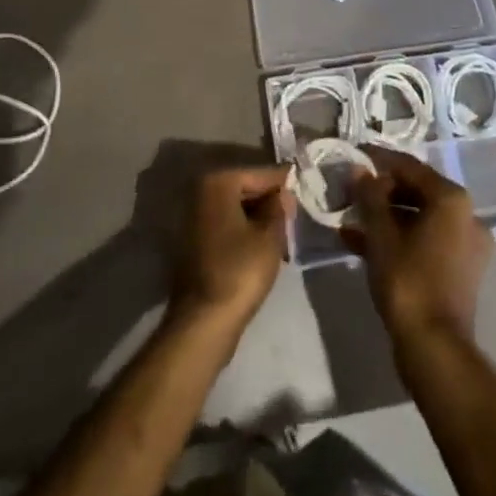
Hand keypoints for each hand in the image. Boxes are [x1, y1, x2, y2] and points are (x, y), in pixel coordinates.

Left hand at [171, 164, 293, 329]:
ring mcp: (194, 218)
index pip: (259, 174)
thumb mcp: (269, 237)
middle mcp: (201, 193)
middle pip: (245, 188)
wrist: (203, 321)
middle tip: (294, 211)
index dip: (282, 180)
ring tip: (282, 230)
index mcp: (218, 183)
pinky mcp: (194, 242)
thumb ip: (279, 208)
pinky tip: (262, 245)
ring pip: (235, 208)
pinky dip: (244, 230)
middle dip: (269, 200)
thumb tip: (283, 193)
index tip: (301, 182)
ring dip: (258, 217)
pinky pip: (226, 225)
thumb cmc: (239, 271)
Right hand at [344, 145, 491, 344]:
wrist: (434, 349)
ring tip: (349, 218)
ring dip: (384, 217)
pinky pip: (423, 241)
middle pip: (416, 191)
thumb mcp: (381, 233)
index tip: (354, 155)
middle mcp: (466, 215)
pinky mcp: (458, 270)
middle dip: (380, 192)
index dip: (378, 160)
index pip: (410, 167)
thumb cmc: (408, 280)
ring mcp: (465, 245)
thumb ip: (369, 196)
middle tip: (349, 190)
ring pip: (418, 218)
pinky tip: (360, 243)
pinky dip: (397, 239)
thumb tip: (358, 170)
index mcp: (452, 199)